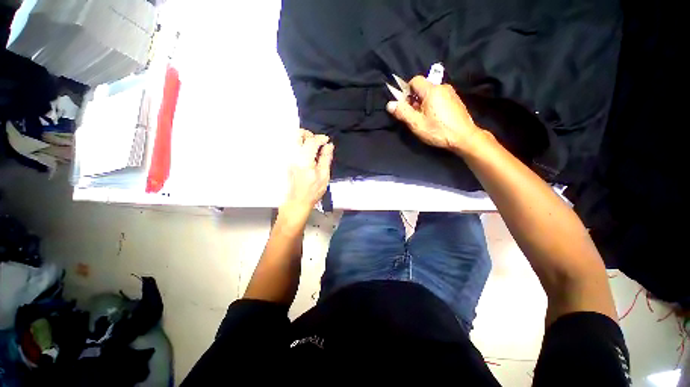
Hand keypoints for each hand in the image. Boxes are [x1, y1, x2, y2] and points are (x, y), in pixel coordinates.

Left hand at [282, 129, 333, 216]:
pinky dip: (301, 145)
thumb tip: (329, 145)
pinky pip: (292, 146)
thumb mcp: (324, 175)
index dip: (321, 138)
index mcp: (304, 160)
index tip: (327, 140)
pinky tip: (308, 154)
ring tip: (314, 147)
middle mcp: (293, 155)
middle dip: (309, 134)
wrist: (297, 201)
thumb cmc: (312, 191)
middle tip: (318, 142)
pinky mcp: (286, 161)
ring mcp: (288, 158)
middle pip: (297, 134)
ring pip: (293, 139)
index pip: (311, 141)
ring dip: (304, 139)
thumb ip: (326, 158)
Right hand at [386, 76, 483, 153]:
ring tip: (425, 119)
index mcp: (432, 90)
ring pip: (431, 94)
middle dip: (415, 100)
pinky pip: (439, 98)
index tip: (406, 106)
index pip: (415, 80)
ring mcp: (451, 93)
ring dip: (423, 103)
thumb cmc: (438, 130)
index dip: (407, 91)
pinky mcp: (455, 100)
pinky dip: (433, 105)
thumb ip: (402, 112)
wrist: (464, 137)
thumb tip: (390, 104)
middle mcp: (442, 87)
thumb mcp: (416, 123)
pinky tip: (435, 119)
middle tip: (414, 116)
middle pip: (422, 88)